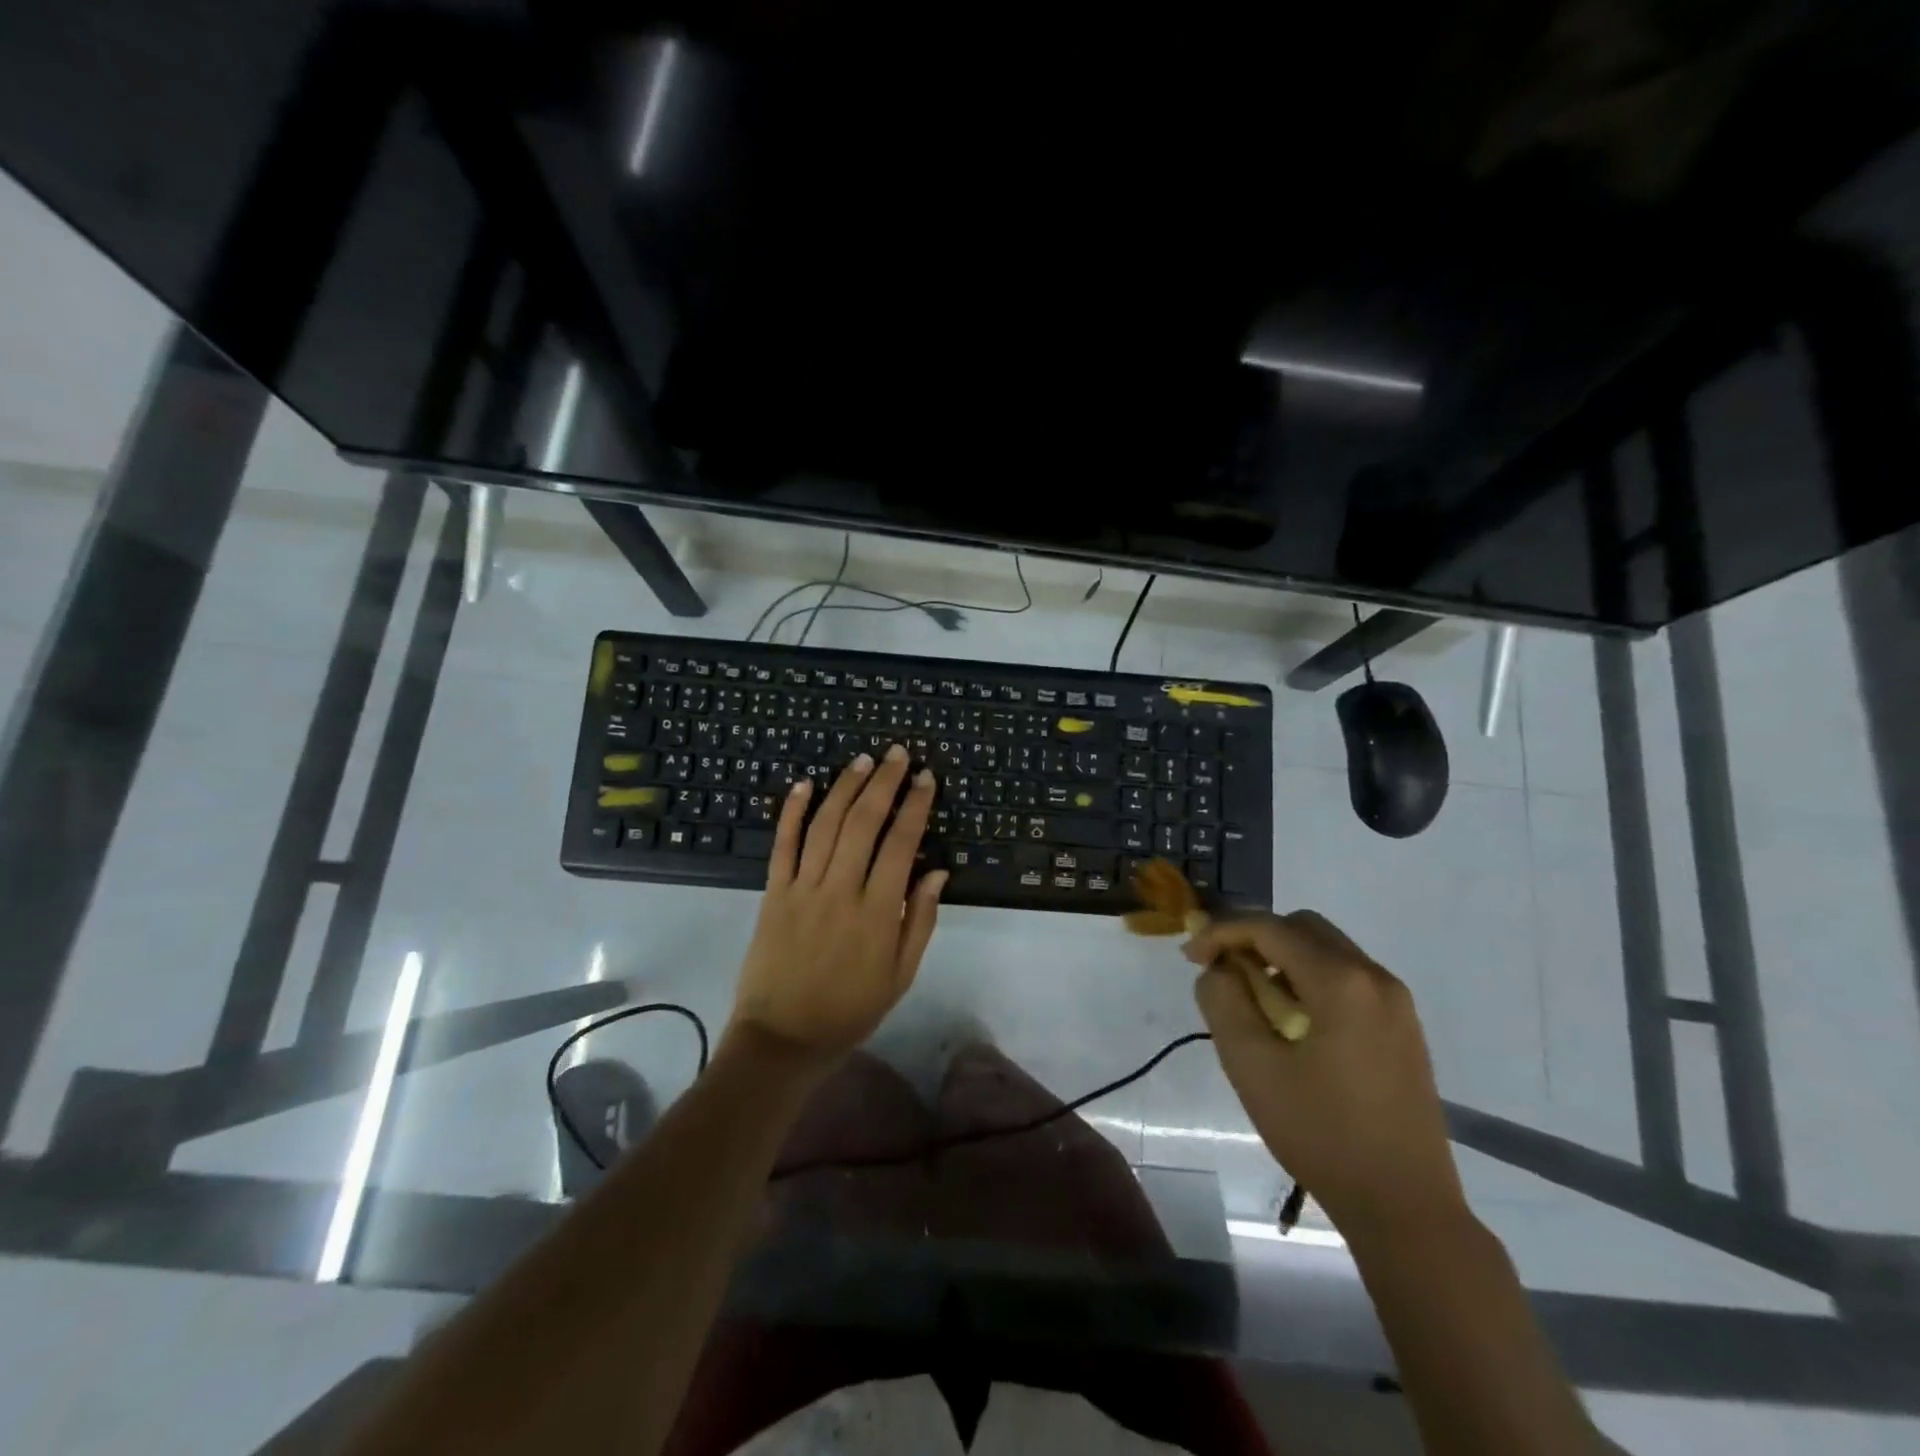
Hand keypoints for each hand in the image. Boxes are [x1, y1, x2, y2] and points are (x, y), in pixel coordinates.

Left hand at [728, 745, 946, 1062]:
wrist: (783, 1038)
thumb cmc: (851, 1009)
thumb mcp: (901, 975)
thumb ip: (920, 920)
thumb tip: (937, 870)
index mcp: (877, 912)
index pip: (901, 843)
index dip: (915, 805)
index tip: (925, 778)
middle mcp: (840, 890)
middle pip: (864, 822)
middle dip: (884, 782)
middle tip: (898, 753)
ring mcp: (802, 888)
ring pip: (825, 824)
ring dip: (845, 787)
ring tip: (863, 760)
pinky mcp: (773, 892)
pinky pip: (783, 845)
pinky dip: (792, 811)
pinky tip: (804, 784)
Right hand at [1184, 911, 1463, 1234]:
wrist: (1405, 1207)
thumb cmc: (1321, 1133)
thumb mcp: (1251, 1065)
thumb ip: (1223, 1000)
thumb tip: (1218, 968)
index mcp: (1341, 981)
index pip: (1269, 927)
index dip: (1221, 931)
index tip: (1190, 957)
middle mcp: (1375, 977)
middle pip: (1302, 928)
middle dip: (1254, 939)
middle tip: (1222, 973)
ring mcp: (1396, 1002)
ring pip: (1326, 950)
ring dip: (1281, 959)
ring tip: (1253, 1001)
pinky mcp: (1403, 1027)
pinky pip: (1346, 978)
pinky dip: (1309, 980)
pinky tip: (1292, 1022)